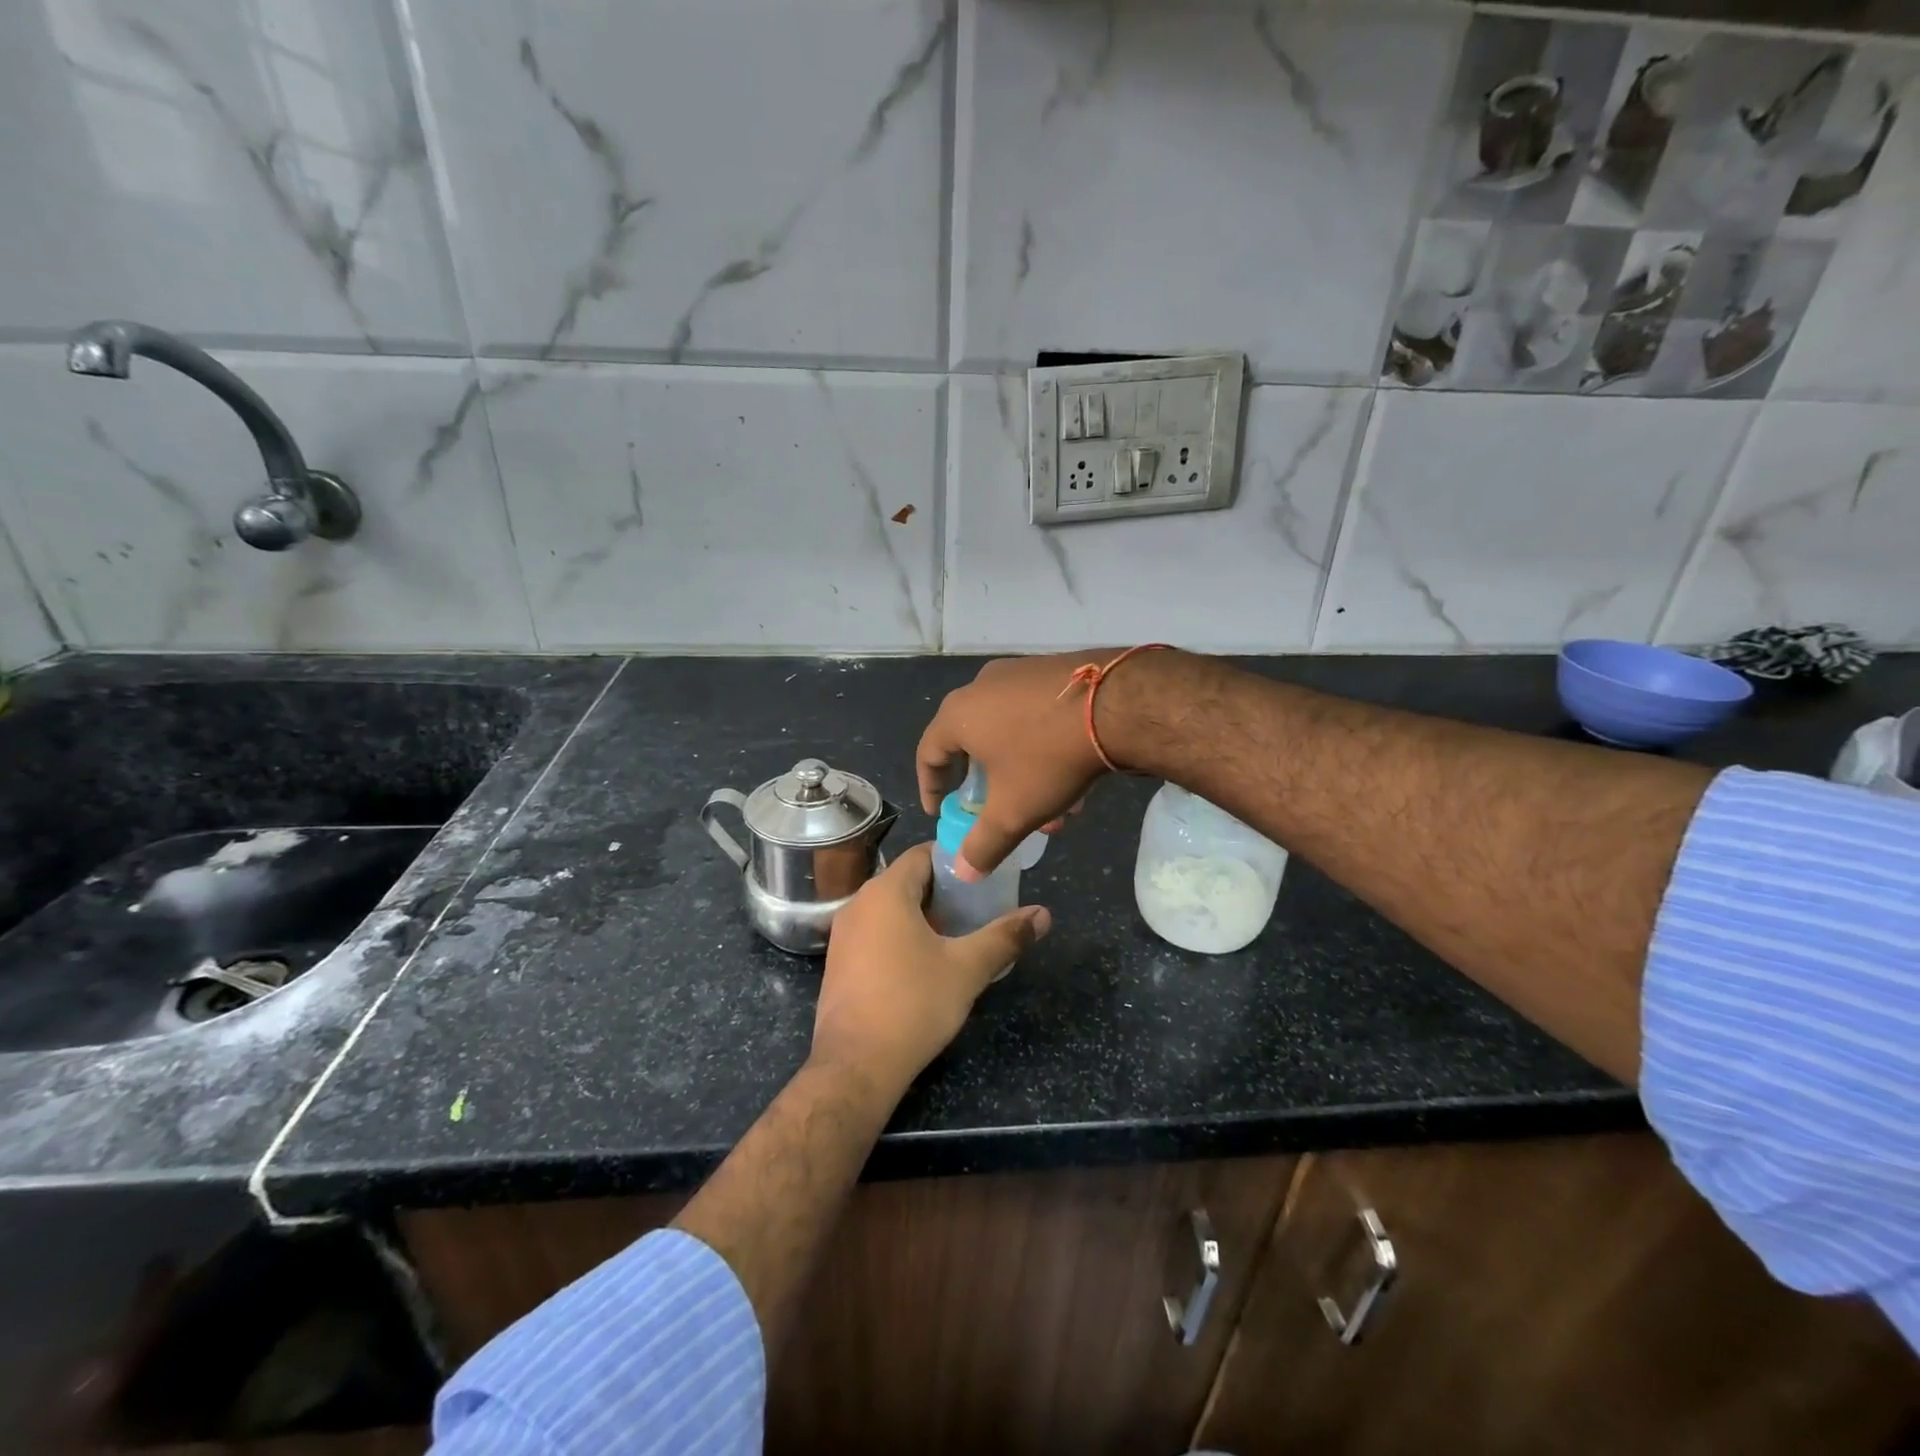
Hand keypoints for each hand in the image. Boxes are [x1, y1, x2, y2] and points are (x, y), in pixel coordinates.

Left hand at [812, 842, 1050, 1097]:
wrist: (856, 1065)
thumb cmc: (913, 1004)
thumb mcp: (967, 969)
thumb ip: (1005, 936)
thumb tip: (1043, 914)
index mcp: (887, 891)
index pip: (923, 854)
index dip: (956, 860)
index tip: (985, 876)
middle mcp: (859, 903)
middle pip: (907, 880)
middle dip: (944, 891)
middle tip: (979, 907)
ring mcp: (843, 933)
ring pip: (890, 908)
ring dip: (923, 915)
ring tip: (959, 935)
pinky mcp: (839, 962)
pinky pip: (875, 932)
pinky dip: (901, 935)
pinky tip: (926, 962)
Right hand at [916, 651, 1131, 876]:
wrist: (1117, 703)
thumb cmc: (1048, 757)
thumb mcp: (1013, 811)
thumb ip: (983, 845)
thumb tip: (962, 872)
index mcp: (959, 714)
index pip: (928, 753)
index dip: (930, 788)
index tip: (941, 812)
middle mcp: (982, 686)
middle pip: (973, 746)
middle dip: (991, 790)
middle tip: (1002, 814)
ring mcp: (1019, 673)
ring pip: (1010, 735)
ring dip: (1024, 777)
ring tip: (1055, 811)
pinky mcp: (1053, 671)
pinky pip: (1035, 717)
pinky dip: (1043, 750)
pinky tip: (1075, 781)